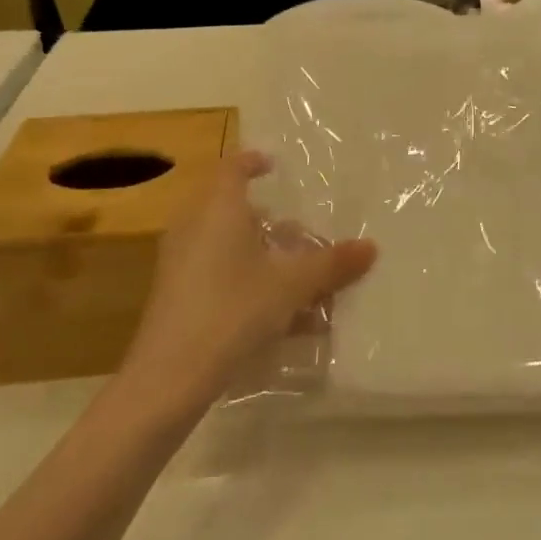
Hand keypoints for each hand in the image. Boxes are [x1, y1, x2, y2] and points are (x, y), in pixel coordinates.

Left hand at [119, 152, 377, 412]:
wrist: (169, 377)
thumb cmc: (233, 309)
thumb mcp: (292, 285)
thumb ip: (331, 264)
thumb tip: (371, 247)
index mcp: (218, 209)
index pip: (232, 168)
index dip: (253, 162)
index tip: (274, 166)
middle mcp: (195, 227)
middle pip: (233, 210)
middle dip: (270, 221)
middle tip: (302, 233)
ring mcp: (182, 263)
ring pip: (228, 247)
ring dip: (264, 257)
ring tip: (302, 279)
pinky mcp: (178, 297)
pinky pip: (220, 275)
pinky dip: (250, 283)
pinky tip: (285, 318)